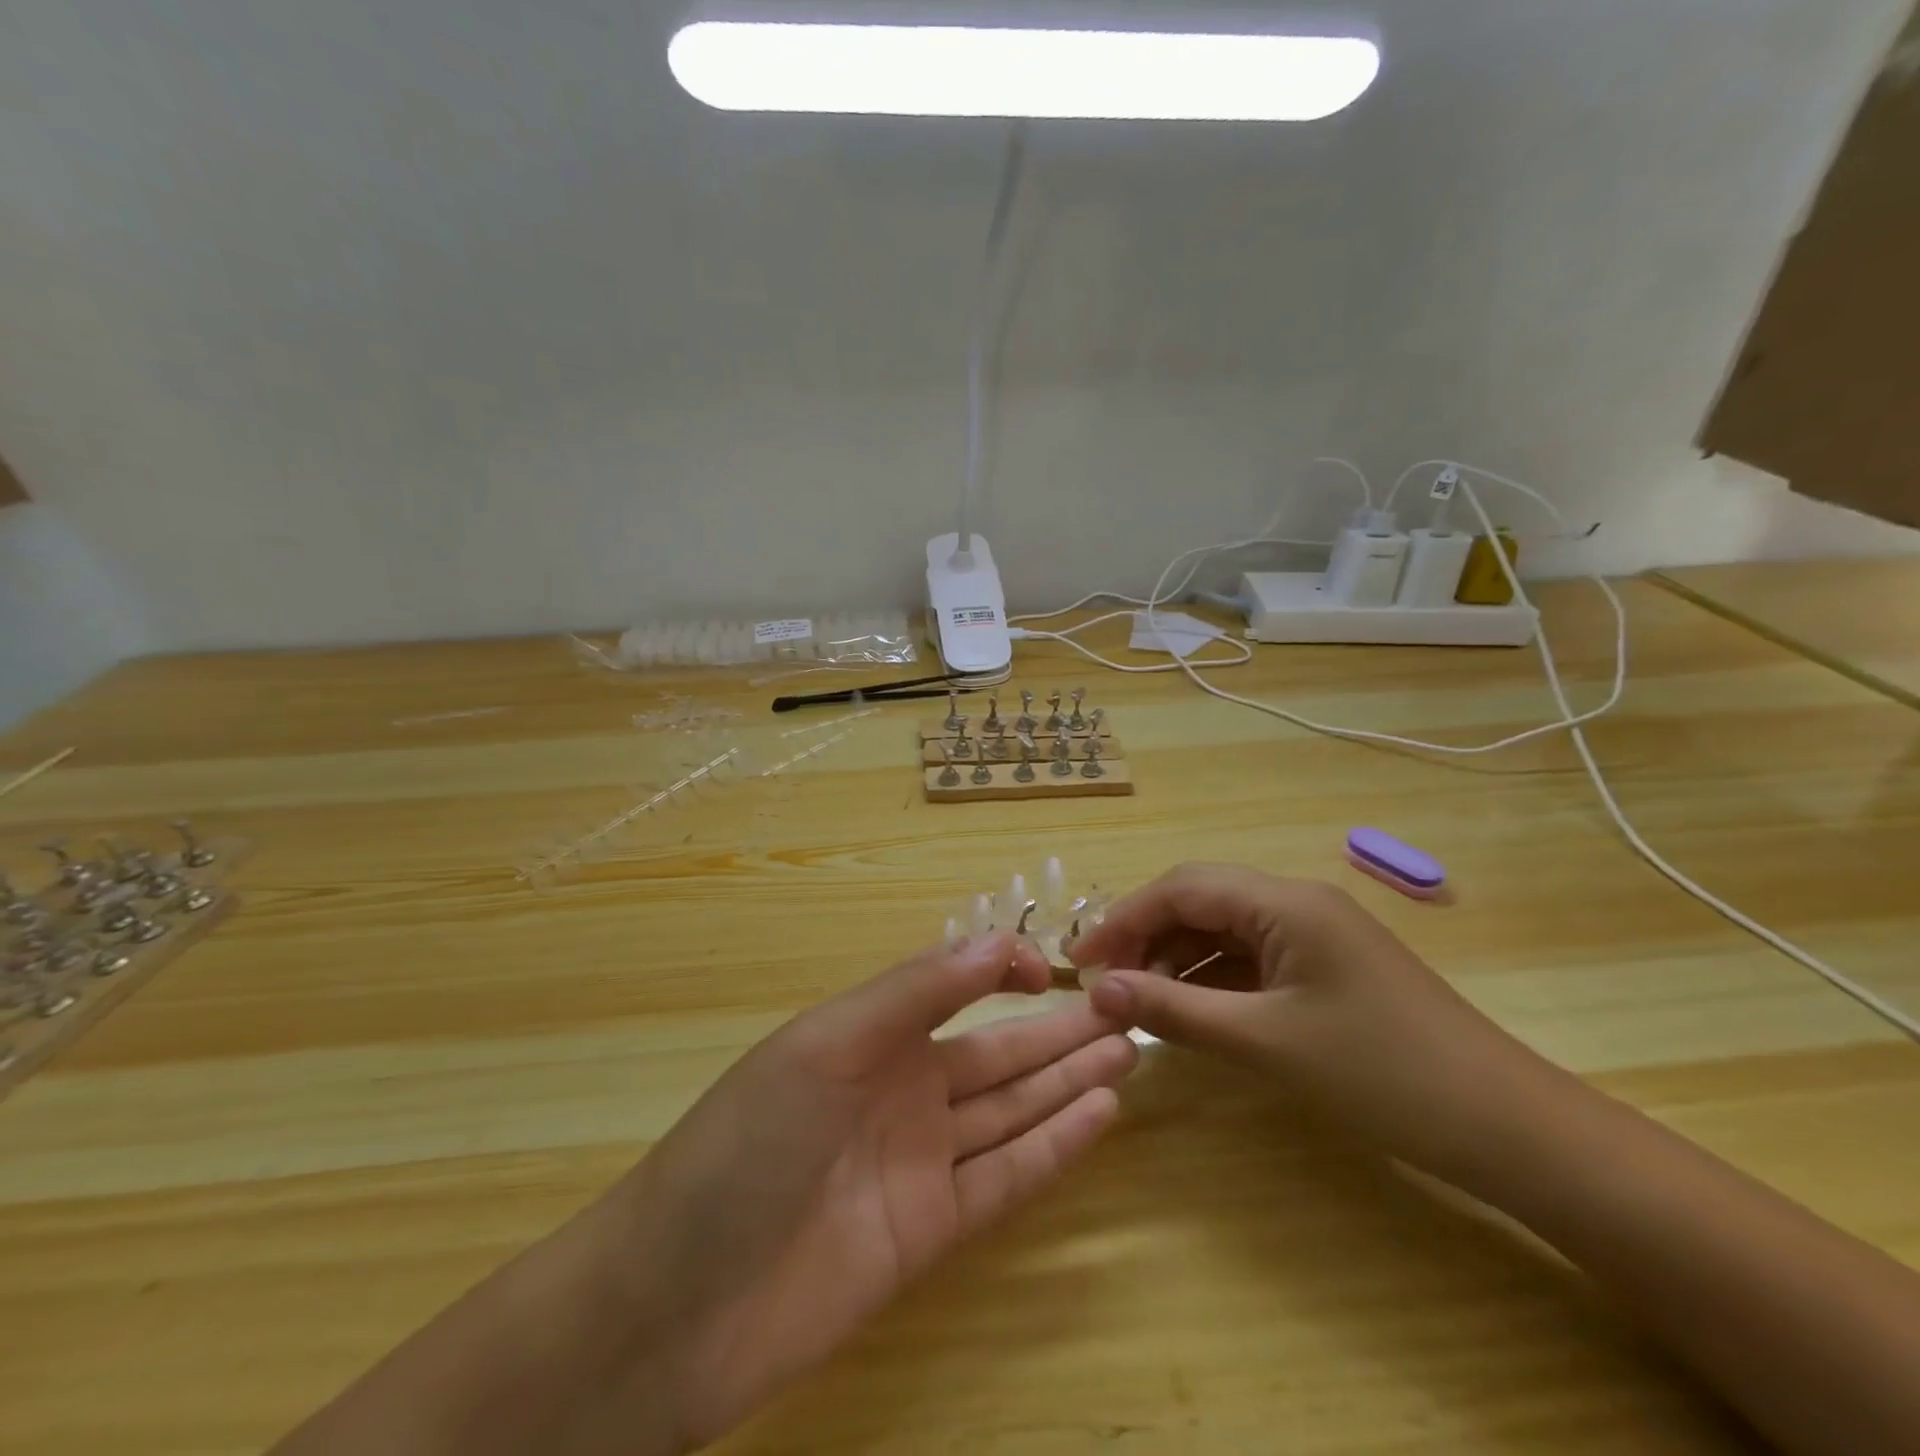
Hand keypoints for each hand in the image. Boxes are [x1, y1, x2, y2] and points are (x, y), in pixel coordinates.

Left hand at [618, 931, 1135, 1450]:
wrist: (677, 1303)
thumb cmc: (746, 1145)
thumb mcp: (826, 1046)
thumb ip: (913, 994)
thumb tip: (996, 940)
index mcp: (870, 1035)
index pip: (953, 988)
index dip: (1005, 971)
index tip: (1056, 970)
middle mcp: (902, 1090)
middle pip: (997, 1052)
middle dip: (1058, 1030)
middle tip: (1127, 1009)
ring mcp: (920, 1160)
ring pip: (1012, 1108)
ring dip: (1068, 1079)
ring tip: (1127, 1049)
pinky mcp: (932, 1230)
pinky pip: (1006, 1176)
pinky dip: (1055, 1146)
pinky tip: (1100, 1113)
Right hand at [1068, 863, 1566, 1185]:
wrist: (1507, 1127)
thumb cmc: (1382, 1075)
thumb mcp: (1264, 1042)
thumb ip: (1174, 1009)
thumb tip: (1098, 989)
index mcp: (1284, 902)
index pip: (1181, 888)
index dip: (1123, 919)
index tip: (1079, 961)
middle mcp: (1295, 902)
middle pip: (1199, 901)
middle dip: (1145, 936)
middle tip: (1103, 982)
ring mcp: (1313, 934)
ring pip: (1222, 930)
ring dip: (1176, 959)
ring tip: (1137, 1000)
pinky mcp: (1324, 966)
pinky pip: (1251, 958)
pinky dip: (1212, 979)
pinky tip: (1190, 1010)